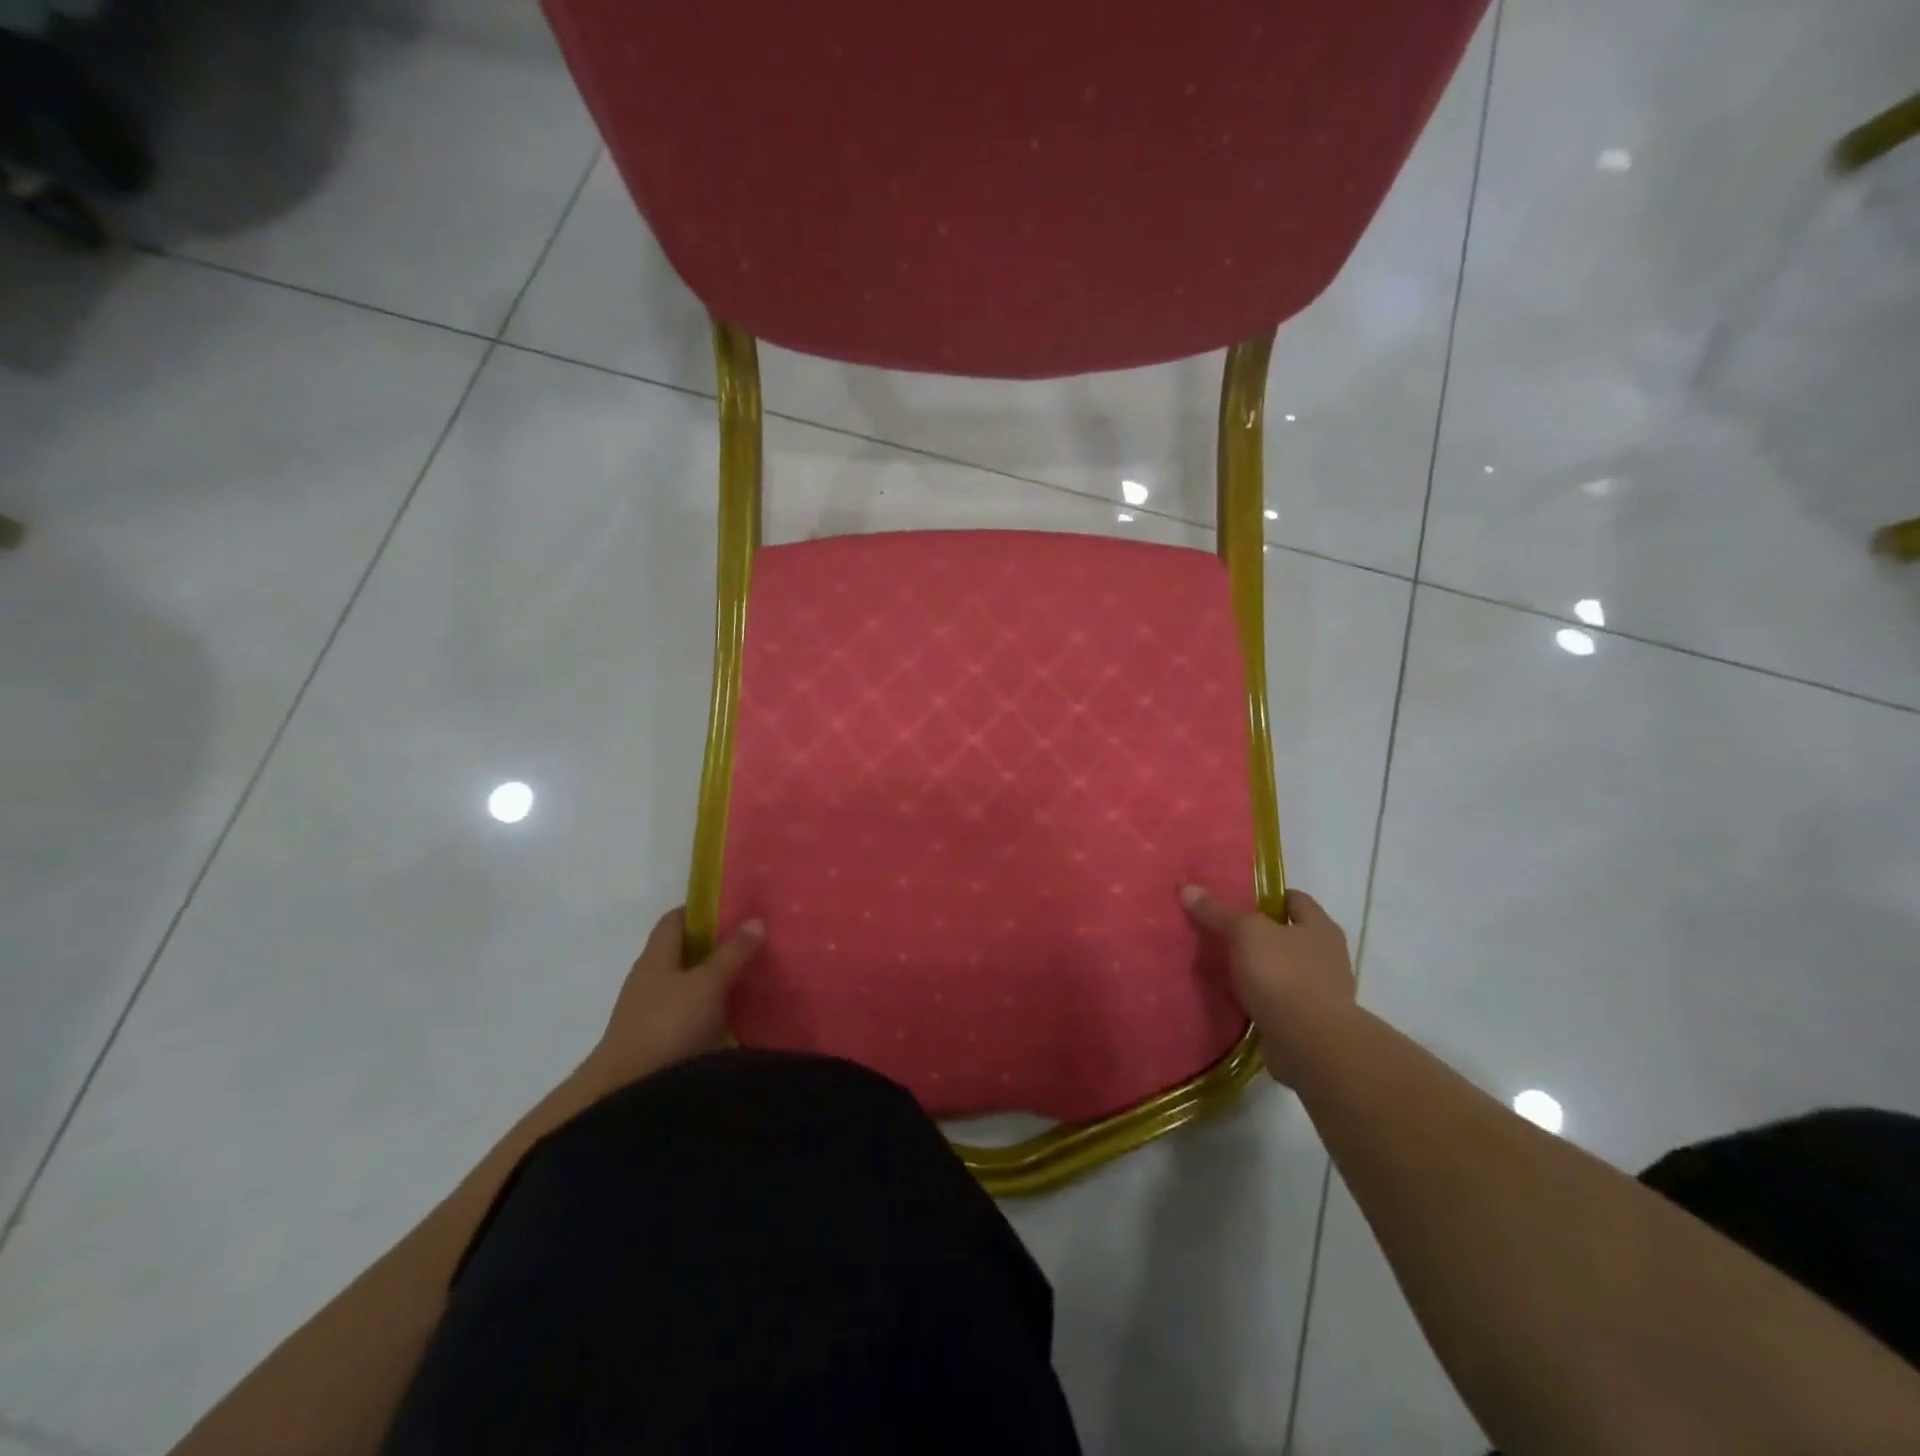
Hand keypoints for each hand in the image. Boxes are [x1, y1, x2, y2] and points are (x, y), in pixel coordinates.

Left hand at [581, 909, 764, 1092]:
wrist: (628, 1094)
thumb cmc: (668, 1025)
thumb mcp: (708, 984)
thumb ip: (732, 953)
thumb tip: (755, 919)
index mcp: (656, 956)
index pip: (676, 919)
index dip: (703, 911)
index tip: (736, 911)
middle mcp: (650, 979)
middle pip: (684, 953)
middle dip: (716, 948)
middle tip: (754, 944)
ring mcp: (651, 1013)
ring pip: (688, 986)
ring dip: (715, 982)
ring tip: (754, 979)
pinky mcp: (659, 1043)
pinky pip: (690, 1015)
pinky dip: (711, 1011)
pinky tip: (737, 1017)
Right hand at [1181, 885, 1354, 1083]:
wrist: (1310, 1043)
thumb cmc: (1283, 974)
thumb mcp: (1244, 933)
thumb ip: (1217, 912)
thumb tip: (1188, 889)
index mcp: (1320, 927)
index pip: (1294, 899)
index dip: (1266, 896)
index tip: (1237, 899)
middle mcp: (1327, 956)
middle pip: (1287, 935)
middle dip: (1258, 934)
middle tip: (1222, 931)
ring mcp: (1320, 992)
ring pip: (1282, 969)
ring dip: (1258, 968)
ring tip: (1222, 965)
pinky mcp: (1307, 1021)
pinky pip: (1278, 1000)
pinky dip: (1259, 997)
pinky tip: (1233, 997)